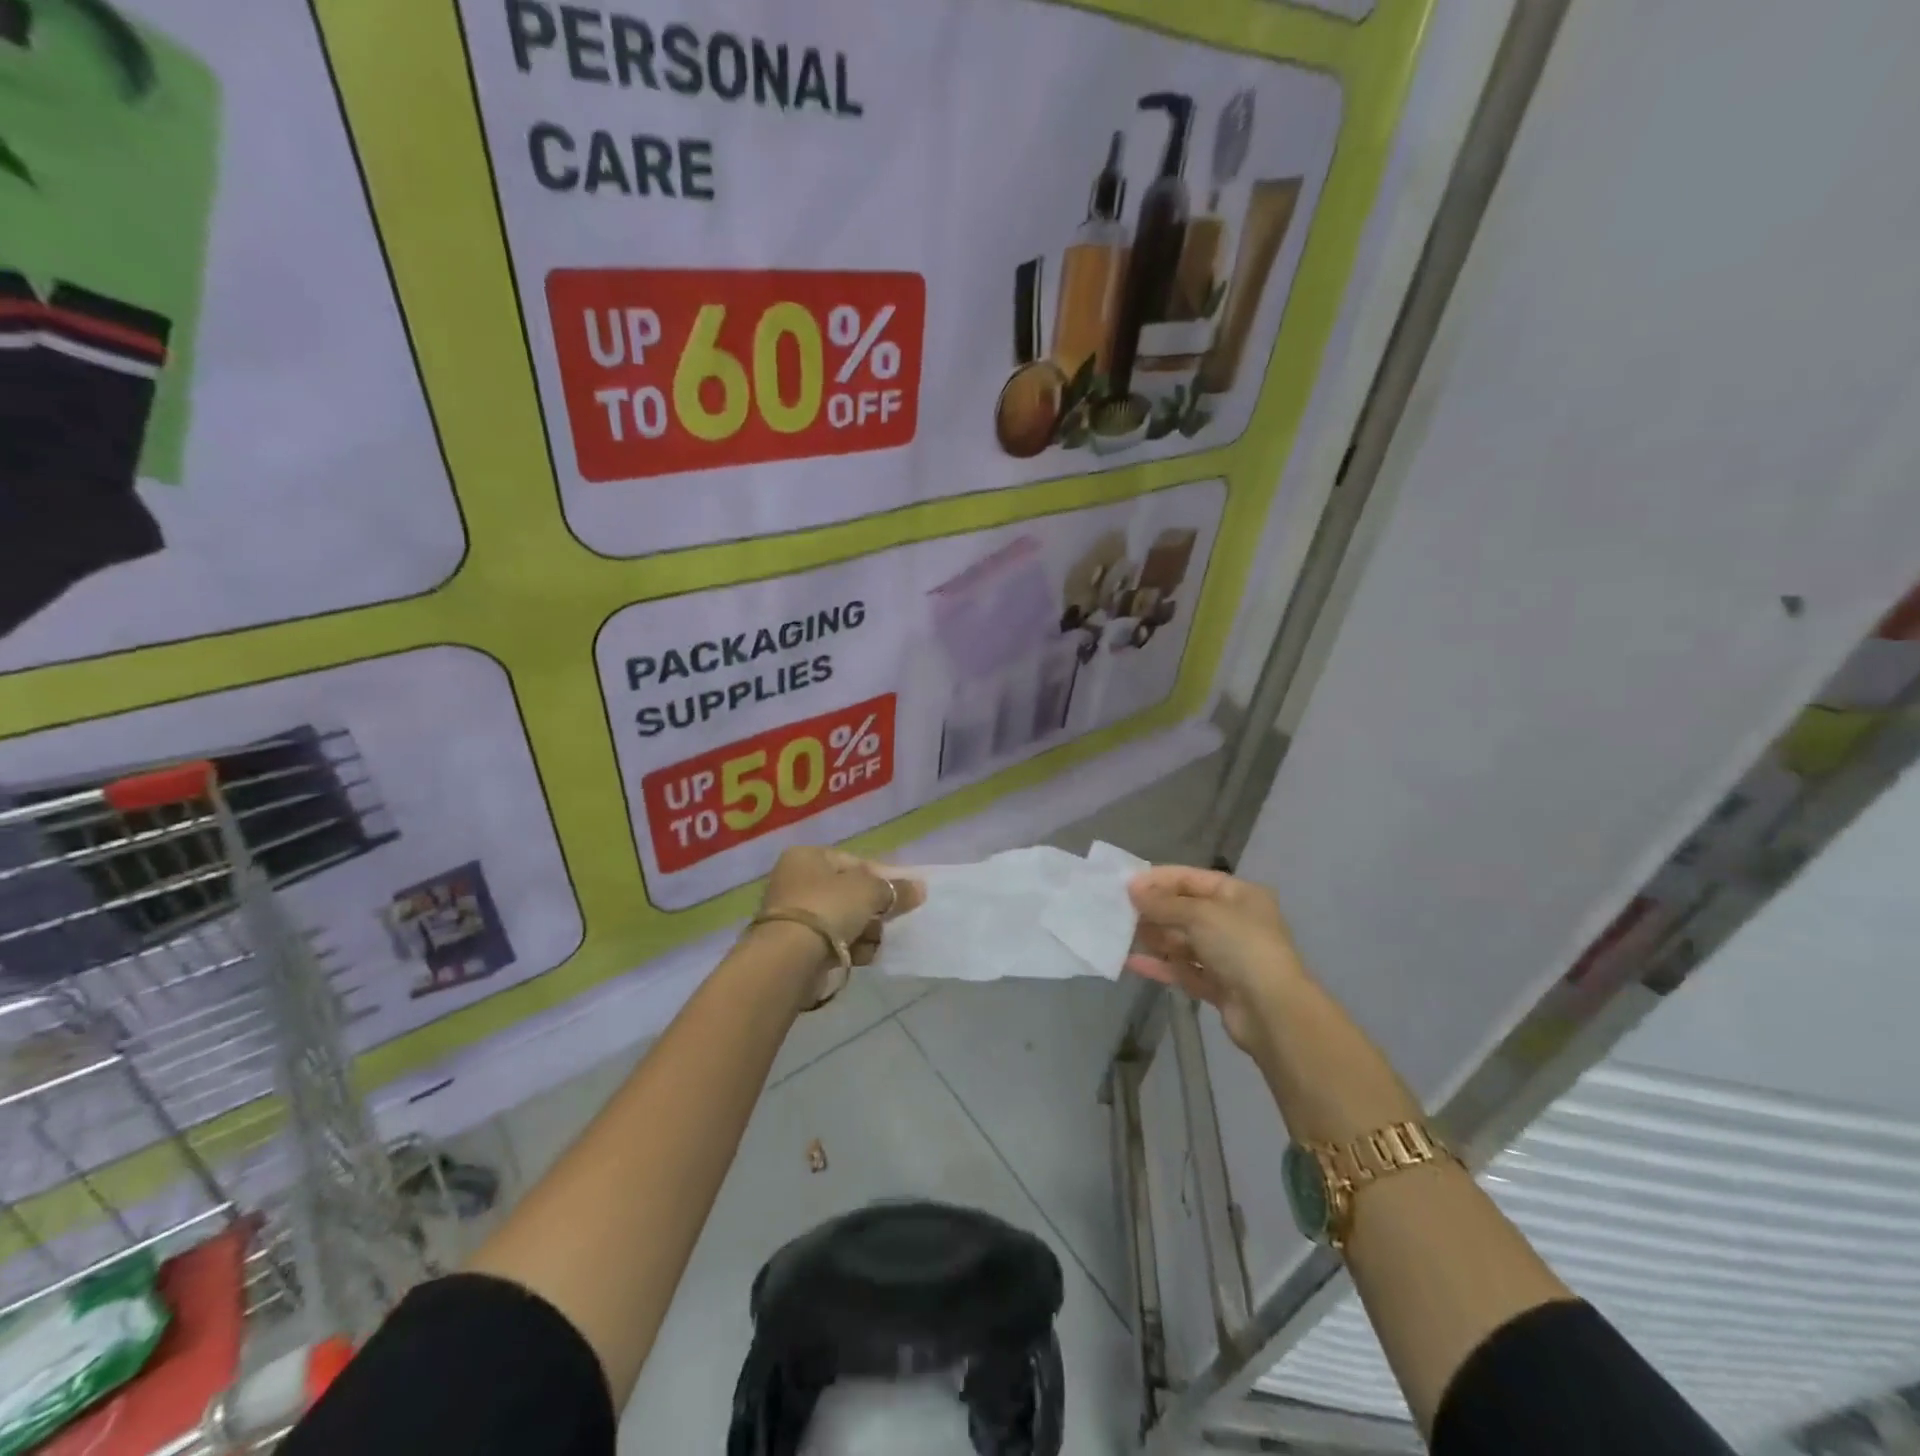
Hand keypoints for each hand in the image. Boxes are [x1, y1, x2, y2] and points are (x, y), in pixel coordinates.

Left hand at [758, 847, 924, 1004]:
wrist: (790, 958)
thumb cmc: (828, 907)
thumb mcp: (869, 891)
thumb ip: (895, 889)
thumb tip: (920, 888)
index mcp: (807, 857)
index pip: (854, 862)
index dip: (883, 877)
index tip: (904, 894)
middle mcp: (796, 881)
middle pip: (849, 892)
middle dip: (874, 908)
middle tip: (895, 919)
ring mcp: (794, 915)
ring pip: (843, 919)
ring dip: (866, 930)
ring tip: (879, 940)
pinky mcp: (796, 946)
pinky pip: (833, 942)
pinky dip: (851, 948)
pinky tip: (865, 955)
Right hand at [1126, 865, 1308, 1056]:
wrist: (1272, 1011)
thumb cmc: (1240, 947)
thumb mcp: (1200, 914)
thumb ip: (1164, 902)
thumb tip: (1132, 888)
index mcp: (1239, 895)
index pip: (1192, 878)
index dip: (1159, 880)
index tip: (1126, 886)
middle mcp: (1235, 922)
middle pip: (1186, 910)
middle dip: (1155, 911)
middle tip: (1119, 912)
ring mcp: (1227, 956)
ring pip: (1183, 941)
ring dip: (1155, 937)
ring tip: (1122, 935)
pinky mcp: (1218, 985)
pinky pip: (1184, 969)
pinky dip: (1161, 965)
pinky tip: (1132, 962)